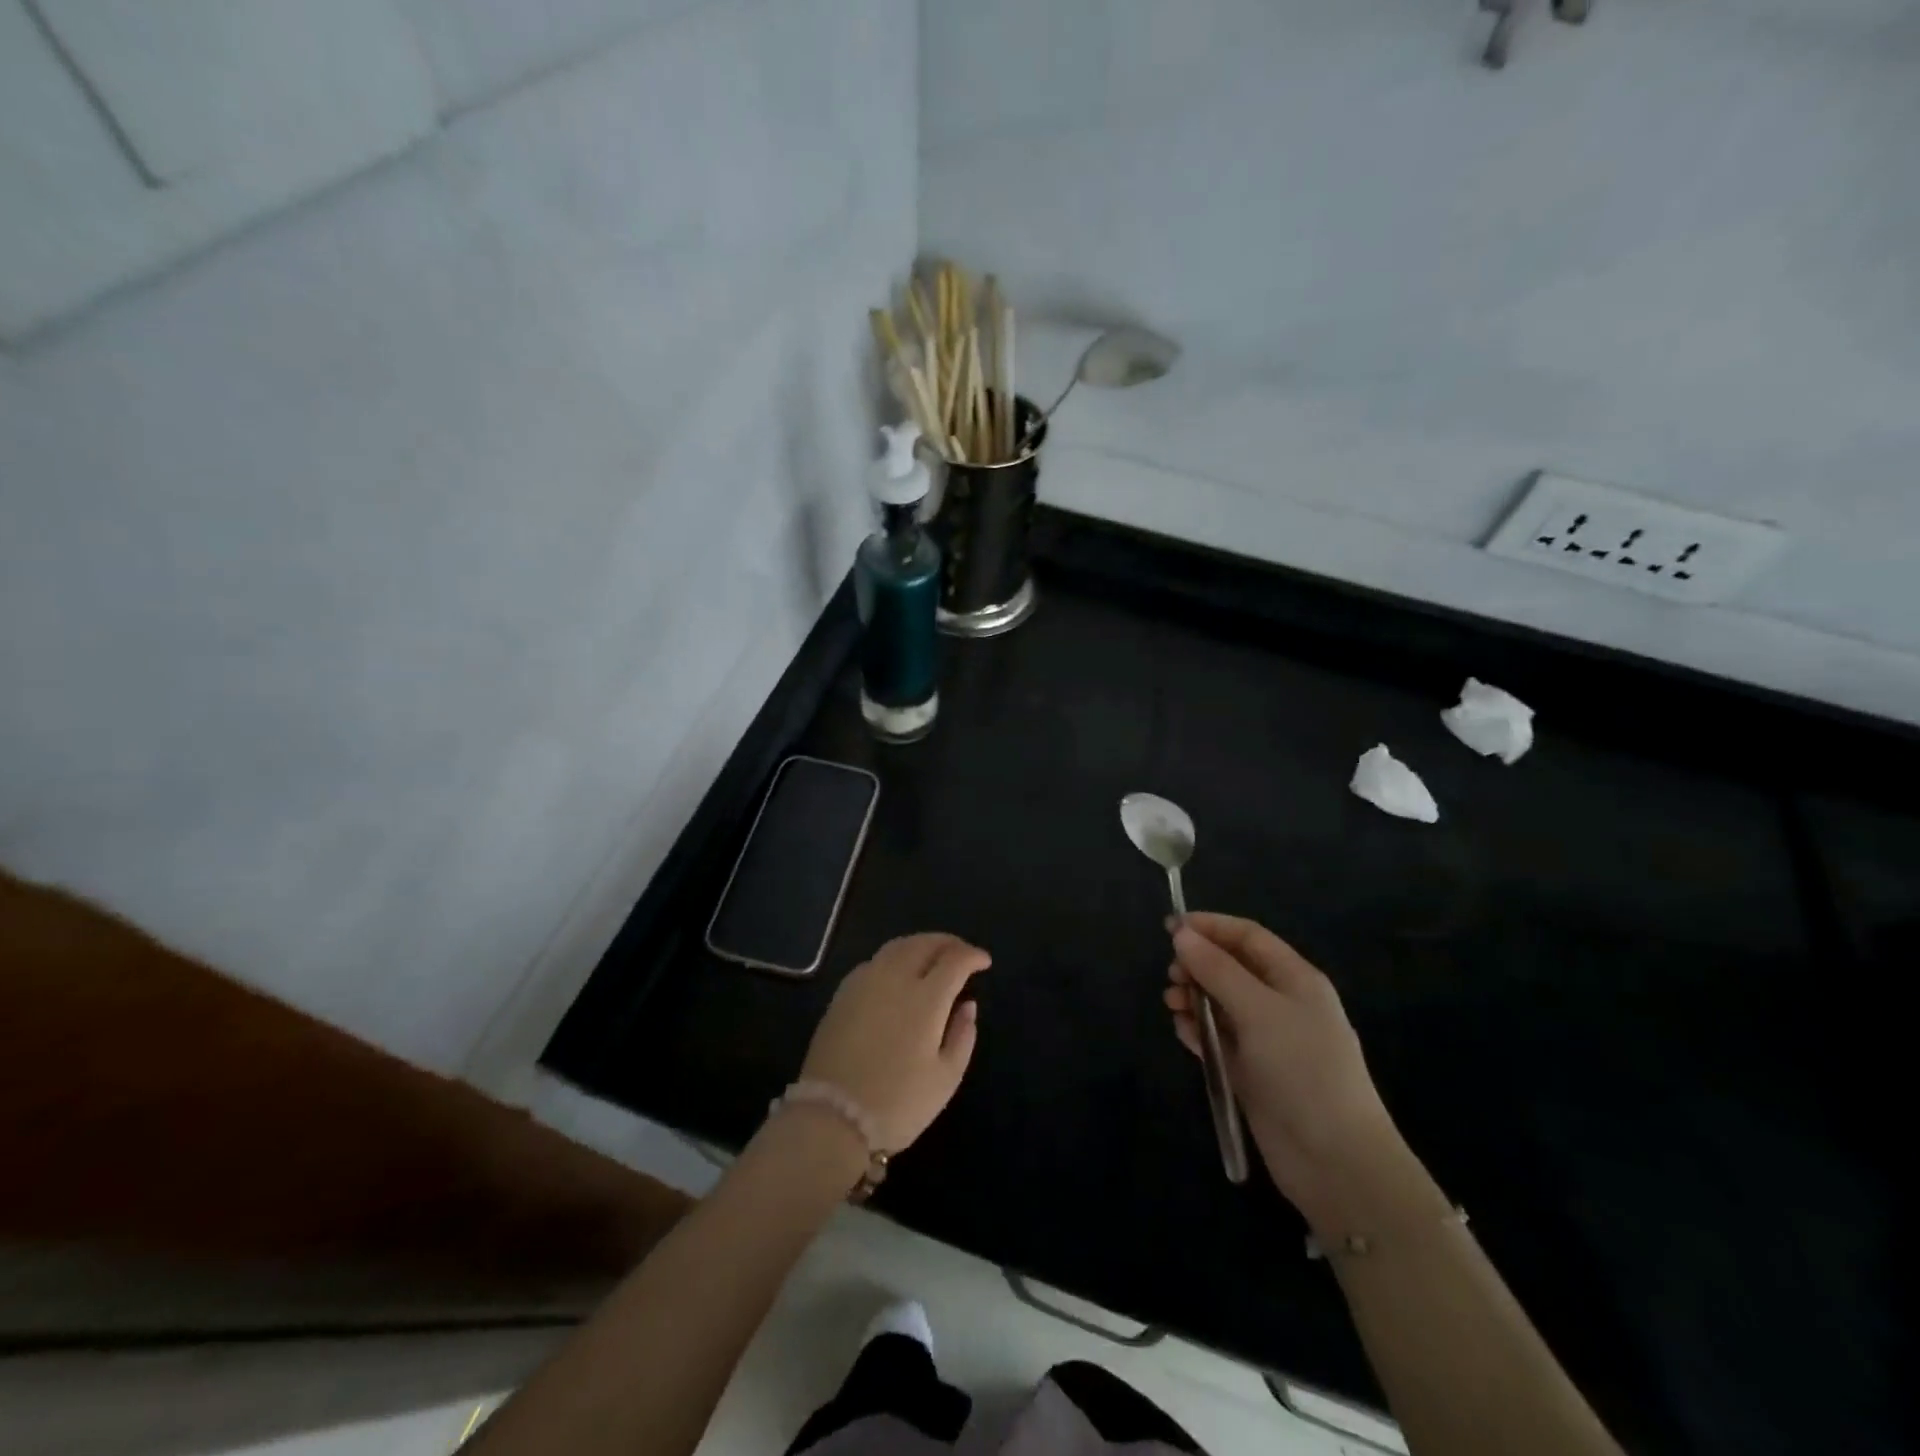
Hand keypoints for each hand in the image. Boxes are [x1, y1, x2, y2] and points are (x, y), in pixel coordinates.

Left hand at [800, 933, 989, 1153]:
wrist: (831, 1117)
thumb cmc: (898, 1103)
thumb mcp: (945, 1078)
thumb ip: (962, 1035)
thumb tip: (967, 1005)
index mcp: (925, 997)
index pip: (954, 960)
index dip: (972, 955)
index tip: (984, 962)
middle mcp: (894, 978)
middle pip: (924, 943)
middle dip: (948, 942)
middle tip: (962, 952)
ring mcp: (864, 982)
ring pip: (897, 946)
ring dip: (920, 944)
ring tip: (933, 956)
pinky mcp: (842, 993)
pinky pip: (875, 961)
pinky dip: (895, 957)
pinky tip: (898, 973)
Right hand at [1165, 914, 1430, 1230]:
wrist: (1334, 1160)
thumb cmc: (1302, 1069)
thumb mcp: (1258, 1010)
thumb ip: (1217, 969)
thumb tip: (1181, 934)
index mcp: (1295, 979)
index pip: (1248, 937)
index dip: (1211, 927)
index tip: (1170, 926)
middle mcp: (1281, 1004)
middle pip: (1232, 968)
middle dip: (1199, 964)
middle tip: (1172, 974)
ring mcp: (1267, 1040)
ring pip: (1222, 1003)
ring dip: (1195, 997)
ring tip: (1172, 1003)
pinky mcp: (1253, 1072)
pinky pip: (1219, 1039)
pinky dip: (1199, 1030)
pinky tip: (1182, 1031)